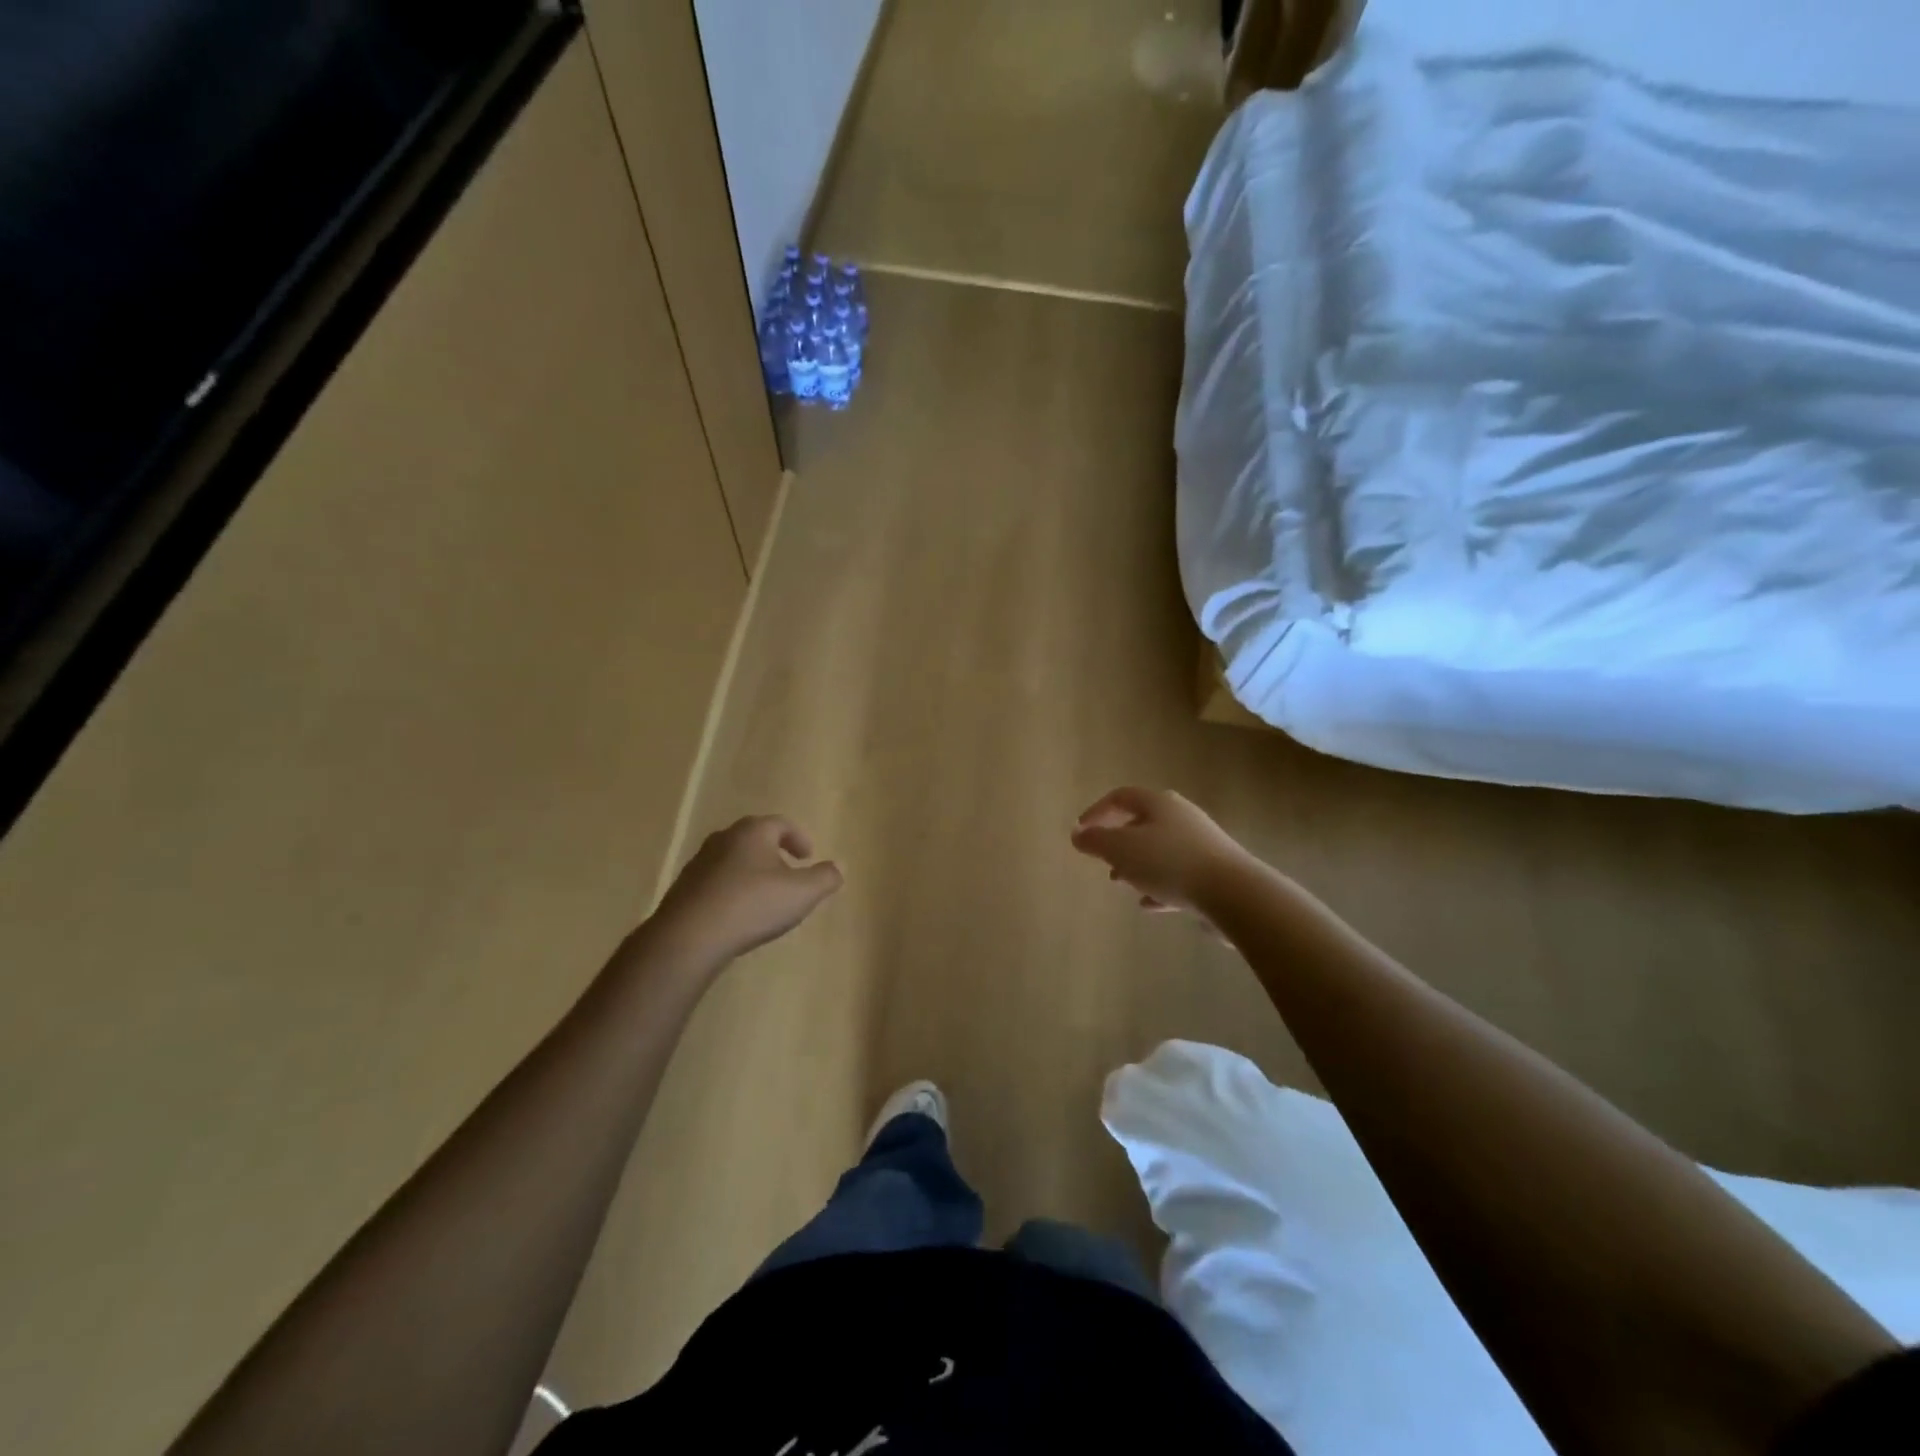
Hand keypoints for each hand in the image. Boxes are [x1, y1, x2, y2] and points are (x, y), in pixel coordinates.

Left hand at [650, 815, 842, 964]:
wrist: (689, 936)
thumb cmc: (752, 905)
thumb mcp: (802, 893)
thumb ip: (825, 878)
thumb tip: (839, 867)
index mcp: (753, 832)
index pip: (781, 824)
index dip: (798, 838)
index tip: (808, 857)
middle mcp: (724, 839)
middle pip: (754, 839)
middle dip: (774, 853)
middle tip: (789, 873)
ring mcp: (699, 863)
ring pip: (733, 860)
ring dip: (751, 872)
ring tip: (764, 896)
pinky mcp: (684, 889)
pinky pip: (716, 882)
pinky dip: (732, 890)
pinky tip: (738, 913)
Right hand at [1070, 787, 1254, 918]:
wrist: (1233, 893)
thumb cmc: (1169, 862)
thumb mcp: (1121, 849)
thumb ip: (1095, 841)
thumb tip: (1077, 834)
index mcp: (1159, 803)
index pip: (1121, 797)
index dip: (1097, 811)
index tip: (1080, 831)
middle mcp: (1182, 817)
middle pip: (1143, 822)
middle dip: (1118, 841)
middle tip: (1102, 859)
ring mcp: (1202, 845)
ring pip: (1160, 850)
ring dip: (1137, 864)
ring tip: (1121, 882)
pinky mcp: (1214, 872)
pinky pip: (1179, 875)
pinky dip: (1159, 885)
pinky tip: (1149, 904)